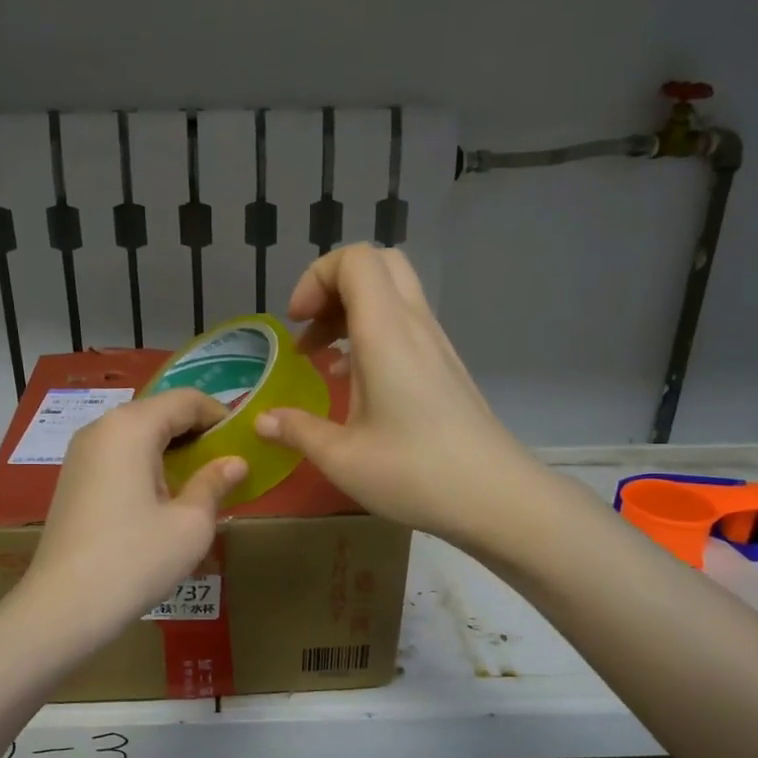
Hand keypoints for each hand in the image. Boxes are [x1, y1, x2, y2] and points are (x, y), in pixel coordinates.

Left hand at [21, 390, 247, 632]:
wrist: (63, 606)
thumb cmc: (134, 559)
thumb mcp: (190, 524)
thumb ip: (215, 483)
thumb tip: (235, 462)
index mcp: (131, 426)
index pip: (186, 400)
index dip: (220, 415)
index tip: (244, 441)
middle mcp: (102, 428)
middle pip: (159, 412)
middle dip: (196, 432)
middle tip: (226, 463)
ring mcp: (82, 453)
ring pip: (138, 434)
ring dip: (172, 449)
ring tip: (199, 482)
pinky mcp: (74, 478)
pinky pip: (119, 454)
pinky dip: (147, 463)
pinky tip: (162, 497)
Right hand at [254, 244, 539, 546]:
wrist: (495, 497)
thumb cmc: (414, 473)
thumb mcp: (341, 458)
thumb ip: (297, 430)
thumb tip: (262, 421)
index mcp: (386, 332)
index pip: (355, 260)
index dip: (316, 278)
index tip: (296, 323)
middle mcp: (414, 325)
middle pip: (378, 264)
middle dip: (334, 286)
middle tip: (310, 329)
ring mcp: (436, 343)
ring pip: (394, 293)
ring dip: (352, 312)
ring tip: (323, 359)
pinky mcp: (446, 365)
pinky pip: (406, 323)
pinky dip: (373, 333)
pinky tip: (355, 383)